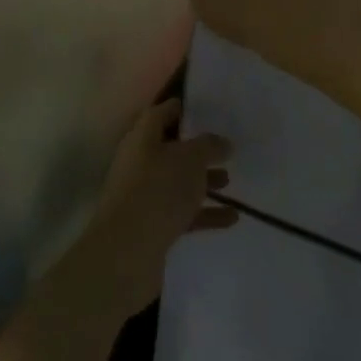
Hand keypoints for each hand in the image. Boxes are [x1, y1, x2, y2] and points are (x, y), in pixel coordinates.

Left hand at [66, 99, 235, 324]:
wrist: (128, 251)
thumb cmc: (159, 191)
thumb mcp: (190, 159)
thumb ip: (209, 146)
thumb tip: (222, 142)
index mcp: (141, 139)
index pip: (159, 114)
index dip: (180, 109)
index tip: (204, 109)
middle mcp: (139, 164)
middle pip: (170, 150)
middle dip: (197, 150)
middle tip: (225, 148)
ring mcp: (144, 196)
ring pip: (177, 182)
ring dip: (203, 181)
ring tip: (231, 181)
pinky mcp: (153, 226)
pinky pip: (183, 213)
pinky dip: (205, 213)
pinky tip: (232, 218)